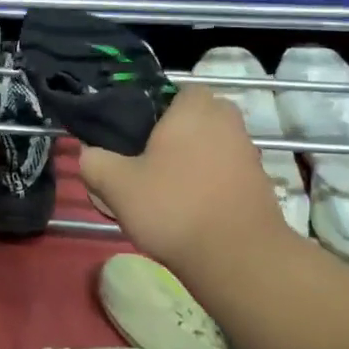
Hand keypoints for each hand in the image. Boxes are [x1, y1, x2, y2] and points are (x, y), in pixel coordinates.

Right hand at [79, 84, 292, 269]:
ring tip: (167, 191)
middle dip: (176, 134)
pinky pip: (227, 172)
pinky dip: (211, 184)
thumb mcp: (116, 185)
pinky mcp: (260, 184)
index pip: (176, 91)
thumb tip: (88, 153)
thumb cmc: (173, 207)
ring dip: (194, 160)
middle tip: (148, 161)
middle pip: (196, 118)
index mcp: (194, 109)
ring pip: (213, 145)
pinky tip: (191, 210)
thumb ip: (95, 162)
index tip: (135, 136)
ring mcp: (248, 153)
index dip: (155, 110)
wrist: (237, 257)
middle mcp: (227, 122)